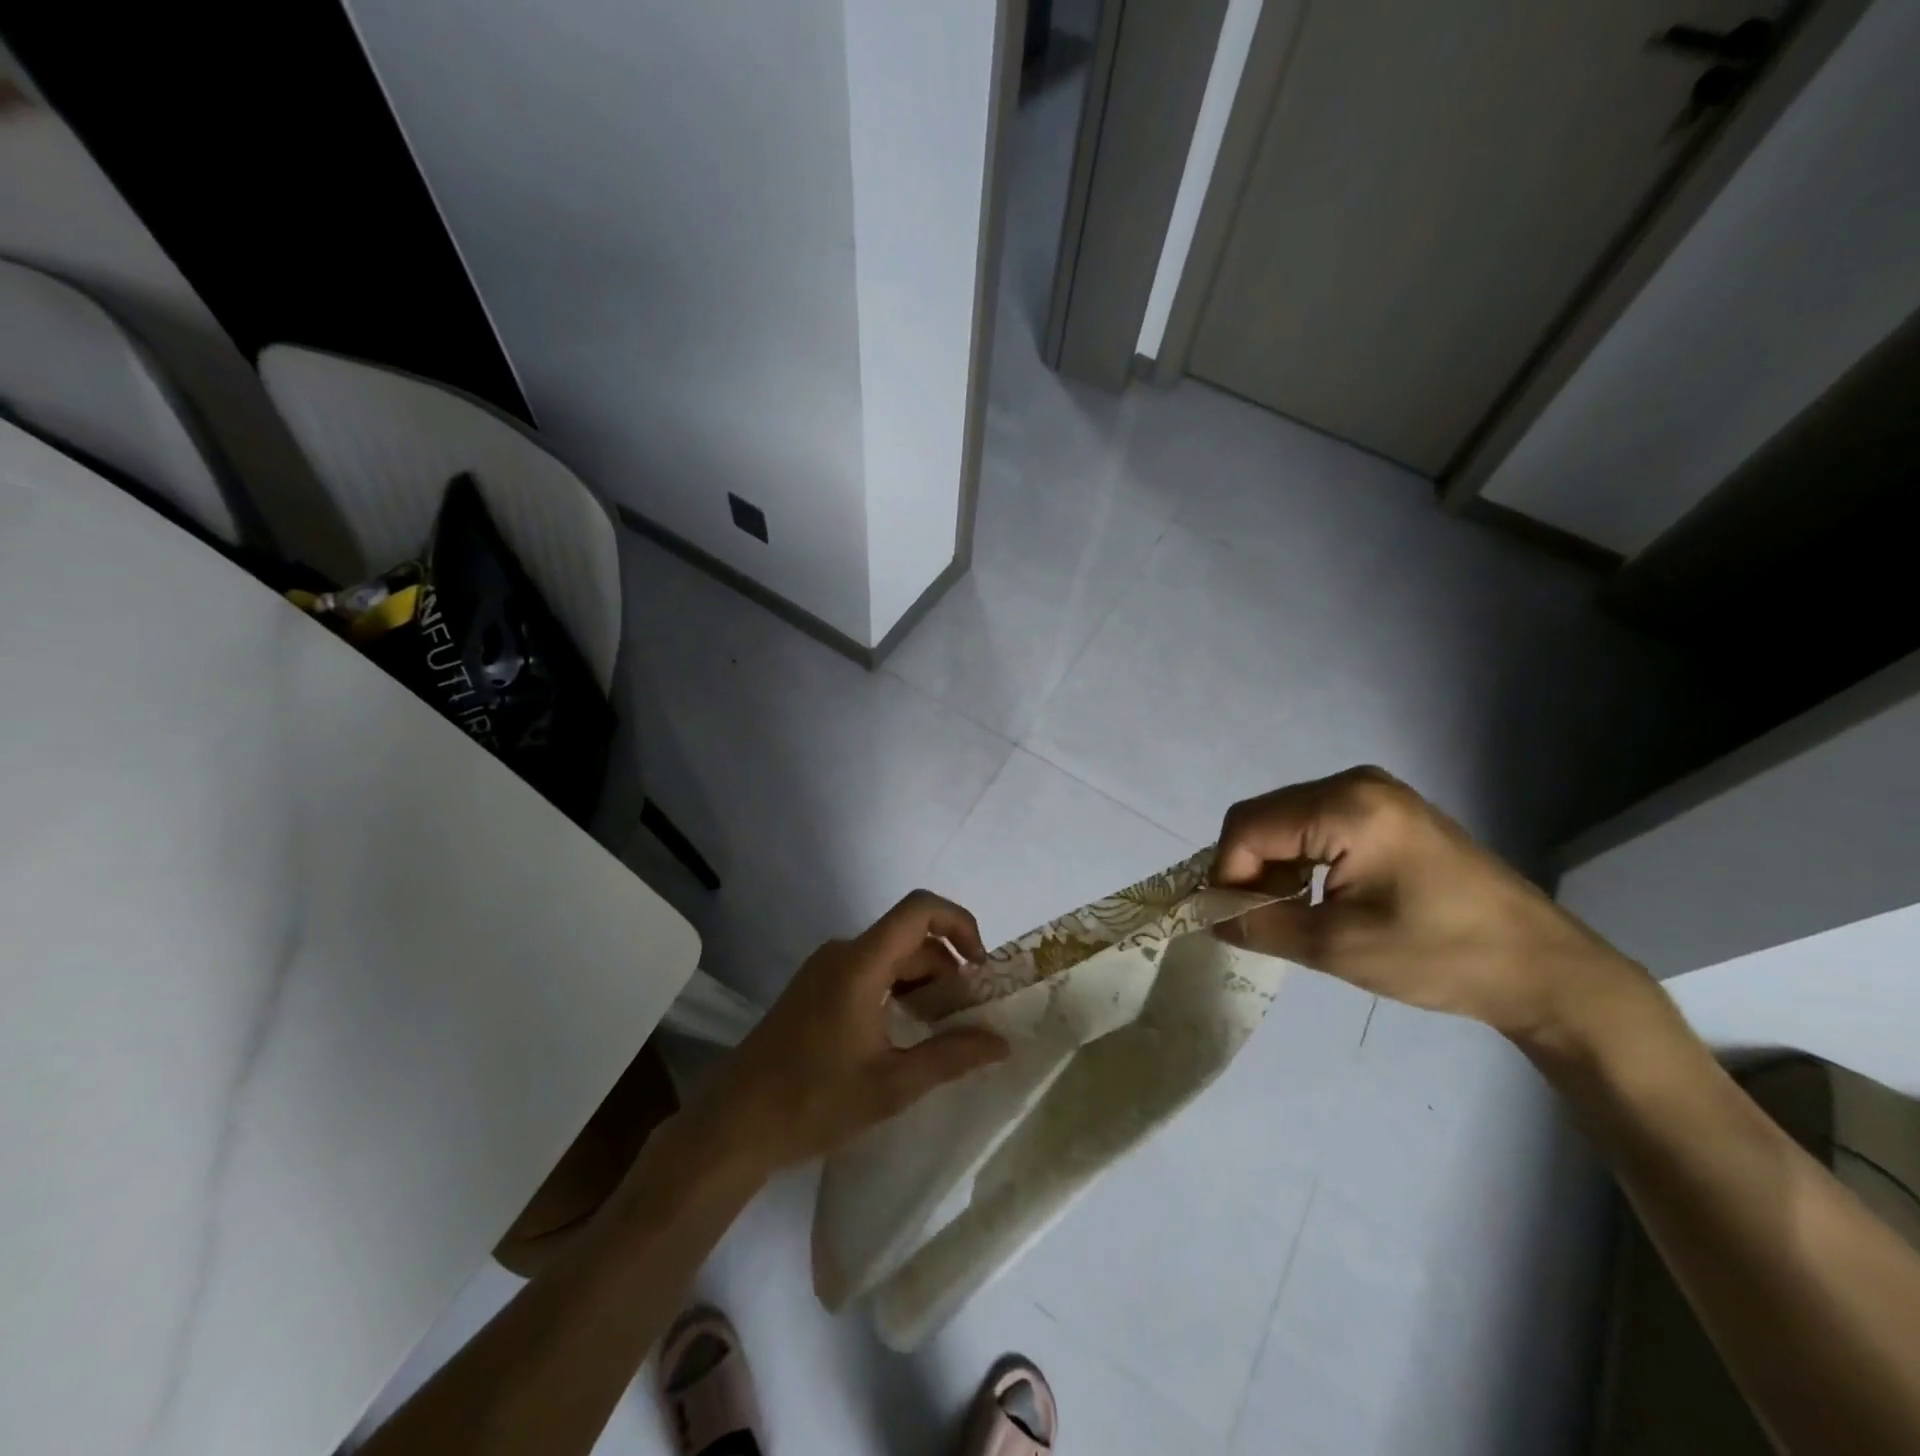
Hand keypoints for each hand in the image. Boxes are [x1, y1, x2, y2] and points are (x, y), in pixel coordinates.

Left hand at [698, 891, 1009, 1173]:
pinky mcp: (814, 986)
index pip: (920, 910)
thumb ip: (951, 1057)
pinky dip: (897, 988)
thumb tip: (1002, 1042)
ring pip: (890, 955)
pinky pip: (869, 970)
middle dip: (948, 966)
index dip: (960, 923)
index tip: (982, 967)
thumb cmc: (813, 1102)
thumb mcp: (892, 1085)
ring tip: (944, 1027)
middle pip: (909, 937)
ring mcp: (824, 968)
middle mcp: (842, 952)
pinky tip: (906, 1029)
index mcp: (860, 963)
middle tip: (971, 1013)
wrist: (734, 1124)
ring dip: (923, 981)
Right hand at [1213, 766, 1640, 1040]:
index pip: (1248, 826)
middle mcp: (1355, 783)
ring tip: (1288, 913)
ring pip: (1286, 820)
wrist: (1544, 969)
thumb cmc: (1441, 955)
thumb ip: (1261, 925)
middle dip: (1247, 868)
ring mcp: (1375, 793)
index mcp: (1346, 805)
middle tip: (1258, 920)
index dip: (1227, 873)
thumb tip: (1209, 916)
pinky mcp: (1388, 810)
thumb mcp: (1337, 947)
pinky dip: (1300, 859)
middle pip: (1263, 817)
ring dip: (1272, 865)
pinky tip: (1317, 896)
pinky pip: (1316, 824)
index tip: (1232, 921)